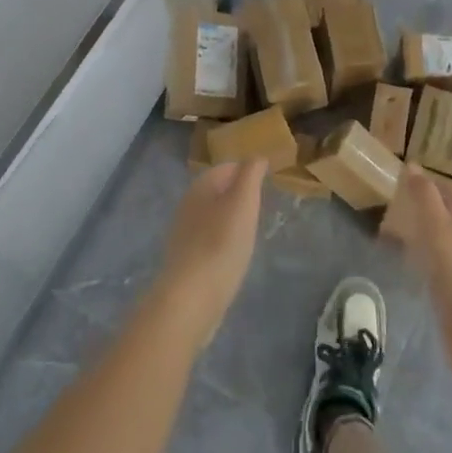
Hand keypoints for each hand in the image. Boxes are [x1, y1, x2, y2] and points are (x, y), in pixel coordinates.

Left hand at [154, 160, 265, 347]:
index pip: (226, 167)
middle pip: (217, 191)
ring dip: (230, 217)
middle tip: (262, 202)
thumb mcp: (243, 202)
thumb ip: (250, 174)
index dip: (246, 169)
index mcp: (201, 187)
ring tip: (252, 227)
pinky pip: (209, 239)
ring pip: (212, 216)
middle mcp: (188, 205)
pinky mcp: (186, 260)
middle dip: (238, 193)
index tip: (267, 179)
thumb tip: (257, 155)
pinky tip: (235, 253)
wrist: (191, 297)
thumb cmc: (221, 243)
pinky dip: (223, 239)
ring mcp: (184, 234)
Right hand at [380, 168, 451, 383]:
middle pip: (443, 216)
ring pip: (436, 242)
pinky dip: (416, 260)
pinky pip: (432, 266)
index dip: (429, 184)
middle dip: (419, 210)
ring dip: (416, 235)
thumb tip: (412, 166)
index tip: (402, 181)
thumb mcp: (436, 227)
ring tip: (388, 237)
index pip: (449, 193)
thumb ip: (424, 197)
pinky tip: (402, 268)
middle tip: (391, 208)